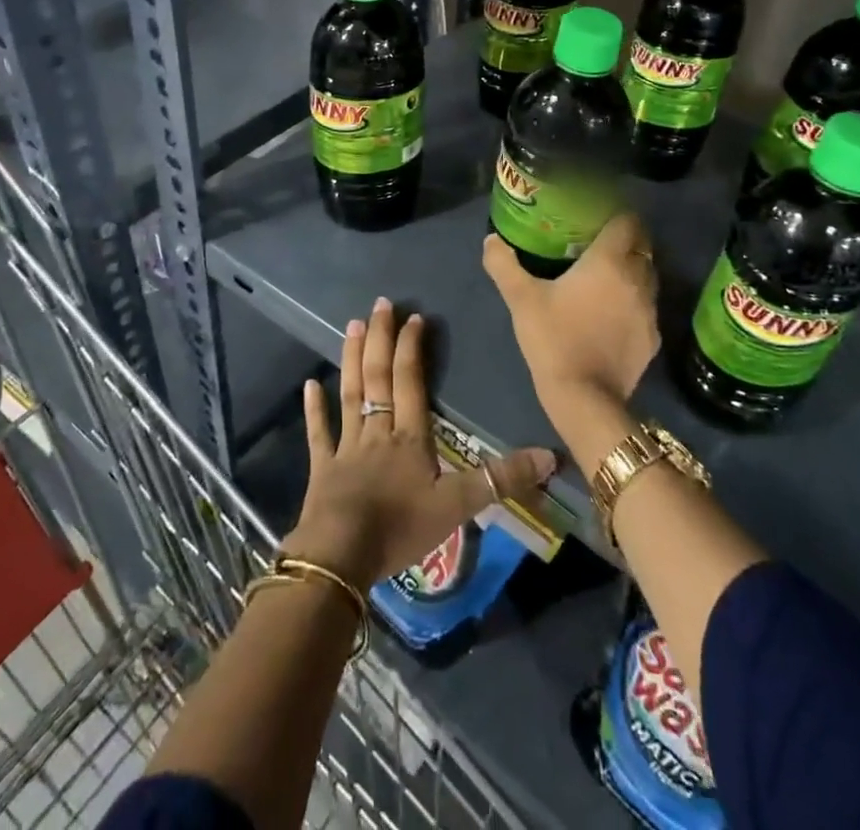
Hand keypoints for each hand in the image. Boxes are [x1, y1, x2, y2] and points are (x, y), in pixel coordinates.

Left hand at [283, 297, 554, 586]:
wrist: (341, 555)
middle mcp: (377, 431)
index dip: (412, 348)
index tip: (414, 318)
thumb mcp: (458, 506)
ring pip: (351, 393)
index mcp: (409, 436)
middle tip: (380, 305)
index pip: (410, 381)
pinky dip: (314, 408)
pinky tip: (310, 384)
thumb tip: (550, 456)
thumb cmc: (400, 527)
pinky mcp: (322, 468)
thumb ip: (501, 479)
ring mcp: (346, 447)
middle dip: (380, 338)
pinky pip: (318, 432)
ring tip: (350, 325)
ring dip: (351, 358)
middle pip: (378, 376)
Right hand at [482, 213, 660, 425]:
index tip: (597, 218)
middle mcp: (637, 280)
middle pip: (642, 247)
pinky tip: (611, 315)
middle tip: (597, 245)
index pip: (628, 222)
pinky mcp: (652, 339)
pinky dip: (633, 304)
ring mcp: (649, 311)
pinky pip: (646, 309)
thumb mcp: (521, 299)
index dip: (616, 215)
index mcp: (609, 261)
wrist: (584, 398)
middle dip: (625, 242)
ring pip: (648, 278)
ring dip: (631, 273)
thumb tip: (491, 240)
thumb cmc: (553, 339)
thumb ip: (504, 264)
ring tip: (605, 279)